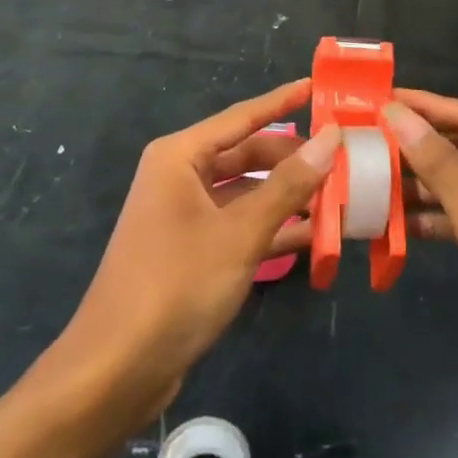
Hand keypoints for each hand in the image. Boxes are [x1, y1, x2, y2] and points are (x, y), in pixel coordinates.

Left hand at [55, 79, 335, 419]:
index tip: (318, 86)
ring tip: (339, 195)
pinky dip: (272, 228)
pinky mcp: (191, 251)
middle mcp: (180, 177)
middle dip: (293, 158)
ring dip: (288, 196)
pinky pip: (239, 225)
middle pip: (247, 155)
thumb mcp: (241, 232)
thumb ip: (289, 184)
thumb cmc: (176, 285)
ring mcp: (184, 216)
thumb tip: (331, 137)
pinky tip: (314, 236)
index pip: (243, 117)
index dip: (282, 101)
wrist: (115, 371)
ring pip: (246, 193)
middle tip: (342, 157)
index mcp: (180, 157)